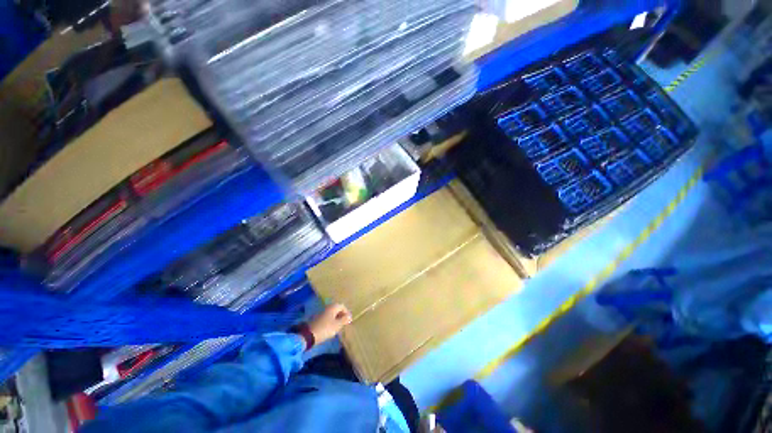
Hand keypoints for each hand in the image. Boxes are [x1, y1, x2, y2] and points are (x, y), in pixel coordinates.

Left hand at [307, 303, 351, 344]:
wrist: (309, 335)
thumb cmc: (325, 328)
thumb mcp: (337, 325)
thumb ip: (344, 320)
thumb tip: (349, 316)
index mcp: (333, 307)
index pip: (342, 306)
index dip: (346, 313)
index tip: (348, 320)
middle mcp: (328, 307)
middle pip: (337, 309)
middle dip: (341, 316)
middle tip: (344, 323)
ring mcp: (322, 313)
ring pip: (332, 314)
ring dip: (336, 319)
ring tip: (338, 327)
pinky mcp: (318, 318)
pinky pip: (327, 317)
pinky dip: (331, 321)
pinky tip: (331, 328)